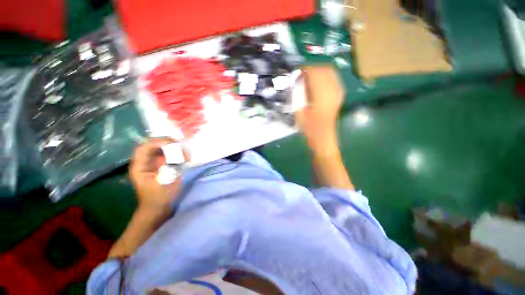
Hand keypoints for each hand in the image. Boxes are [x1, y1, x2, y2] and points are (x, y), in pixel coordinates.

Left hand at [129, 138, 184, 213]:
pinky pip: (166, 155)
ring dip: (172, 148)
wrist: (158, 208)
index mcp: (139, 167)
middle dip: (167, 143)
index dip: (158, 143)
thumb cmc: (160, 197)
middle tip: (181, 145)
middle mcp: (144, 163)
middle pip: (152, 146)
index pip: (144, 148)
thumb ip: (170, 165)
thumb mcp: (165, 182)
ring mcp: (152, 164)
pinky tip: (183, 156)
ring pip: (160, 149)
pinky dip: (175, 153)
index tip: (174, 144)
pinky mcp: (159, 166)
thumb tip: (178, 153)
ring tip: (184, 151)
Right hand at [296, 65, 344, 150]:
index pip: (315, 74)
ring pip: (330, 73)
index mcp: (321, 97)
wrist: (323, 138)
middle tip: (302, 74)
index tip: (298, 71)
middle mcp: (332, 92)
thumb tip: (298, 80)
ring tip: (309, 78)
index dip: (306, 69)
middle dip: (313, 68)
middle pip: (324, 70)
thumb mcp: (300, 112)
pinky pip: (334, 80)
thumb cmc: (309, 129)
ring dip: (319, 72)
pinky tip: (318, 83)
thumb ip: (299, 94)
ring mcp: (338, 94)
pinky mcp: (339, 96)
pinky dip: (325, 77)